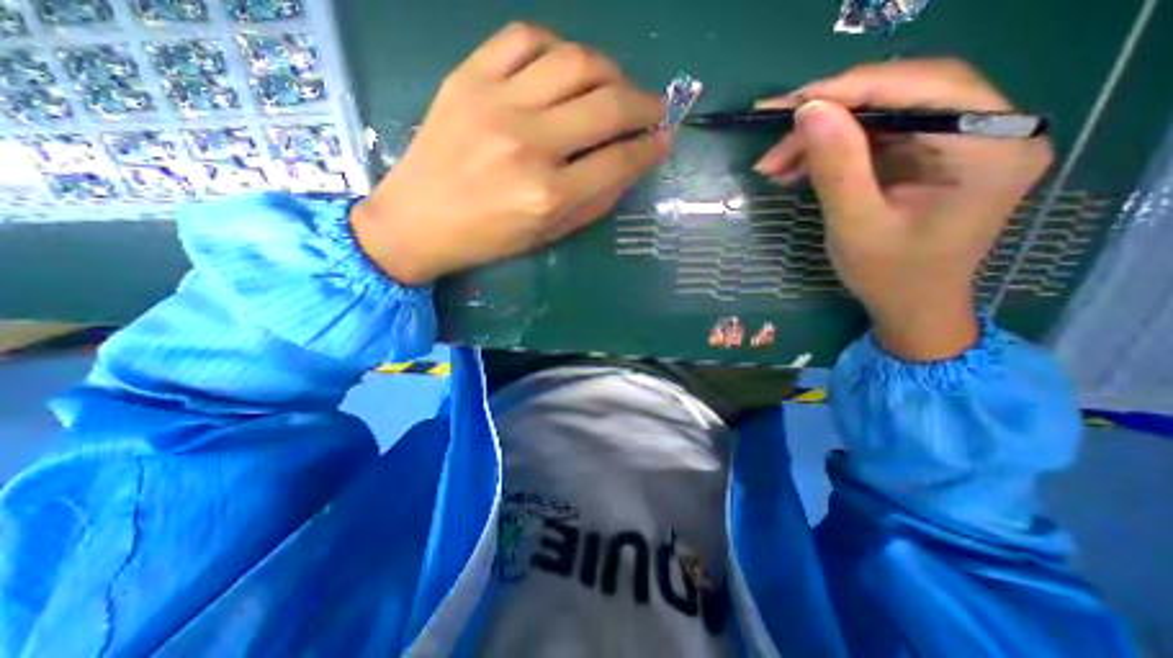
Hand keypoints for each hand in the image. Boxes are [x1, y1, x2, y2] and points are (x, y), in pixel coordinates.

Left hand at [349, 21, 667, 285]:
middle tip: (654, 108)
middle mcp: (529, 145)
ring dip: (610, 70)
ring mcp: (496, 104)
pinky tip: (565, 69)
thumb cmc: (489, 238)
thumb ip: (595, 200)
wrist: (418, 219)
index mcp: (548, 195)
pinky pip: (525, 37)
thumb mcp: (549, 233)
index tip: (664, 139)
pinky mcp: (468, 77)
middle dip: (644, 104)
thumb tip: (633, 163)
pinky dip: (558, 47)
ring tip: (616, 86)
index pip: (618, 160)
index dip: (650, 148)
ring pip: (575, 62)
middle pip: (606, 106)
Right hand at [757, 58, 1058, 360]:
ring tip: (775, 162)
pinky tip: (798, 166)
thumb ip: (837, 166)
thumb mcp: (856, 225)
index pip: (922, 89)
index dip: (851, 89)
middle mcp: (990, 129)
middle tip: (774, 138)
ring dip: (824, 134)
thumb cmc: (889, 275)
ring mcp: (960, 140)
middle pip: (902, 94)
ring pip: (883, 114)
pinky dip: (834, 148)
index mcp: (989, 146)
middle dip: (830, 114)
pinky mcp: (932, 154)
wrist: (911, 306)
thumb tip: (808, 110)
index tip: (791, 104)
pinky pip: (878, 135)